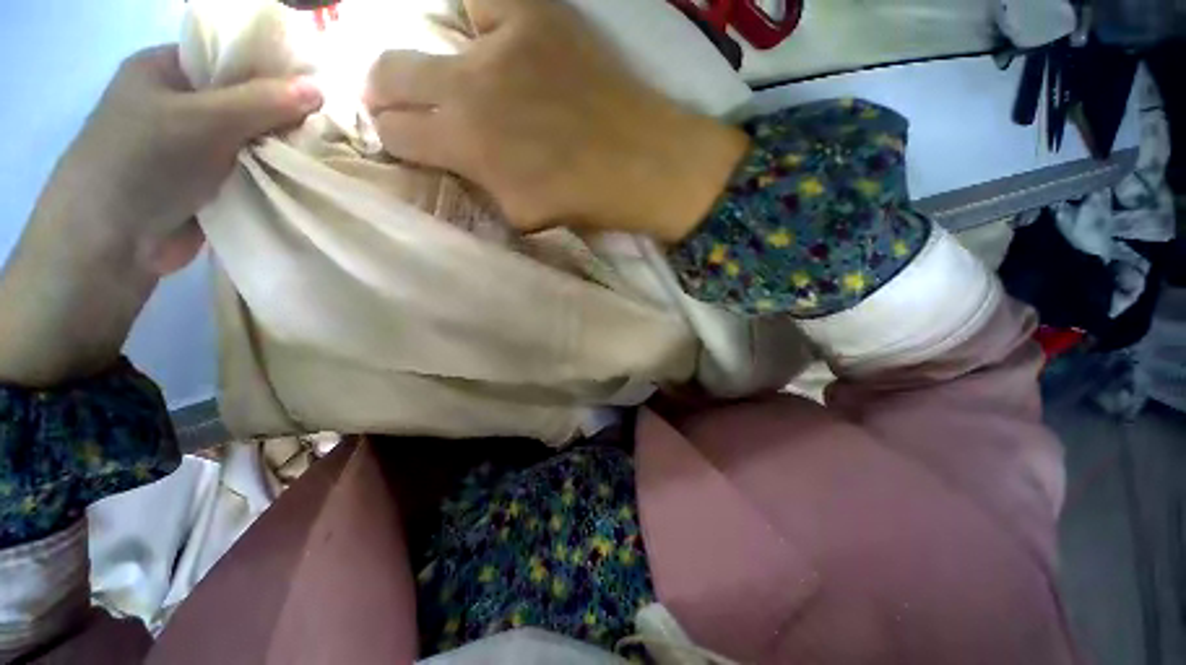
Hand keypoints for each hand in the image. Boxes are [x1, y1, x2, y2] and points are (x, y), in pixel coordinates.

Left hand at [58, 45, 322, 272]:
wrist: (112, 244)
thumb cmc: (143, 164)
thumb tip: (320, 90)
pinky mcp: (206, 181)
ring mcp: (191, 145)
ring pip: (249, 137)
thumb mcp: (203, 120)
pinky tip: (301, 172)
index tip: (316, 89)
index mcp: (165, 70)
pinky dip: (271, 170)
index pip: (229, 57)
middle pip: (242, 98)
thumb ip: (261, 102)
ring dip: (279, 146)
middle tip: (326, 126)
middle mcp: (178, 103)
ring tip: (322, 151)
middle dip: (281, 113)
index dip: (273, 69)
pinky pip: (248, 167)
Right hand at [365, 0, 747, 242]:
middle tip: (403, 104)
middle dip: (386, 95)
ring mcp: (500, 44)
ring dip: (429, 62)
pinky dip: (481, 21)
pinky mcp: (535, 15)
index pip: (394, 135)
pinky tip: (496, 43)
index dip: (394, 140)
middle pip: (388, 75)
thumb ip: (478, 185)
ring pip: (425, 34)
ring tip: (452, 78)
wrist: (643, 164)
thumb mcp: (520, 214)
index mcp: (466, 148)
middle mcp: (467, 89)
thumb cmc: (584, 201)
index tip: (405, 141)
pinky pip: (482, 3)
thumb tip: (454, 164)